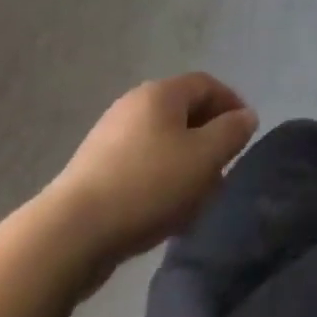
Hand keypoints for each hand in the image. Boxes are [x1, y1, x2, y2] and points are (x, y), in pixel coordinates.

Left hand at [47, 73, 257, 261]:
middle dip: (208, 139)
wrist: (71, 233)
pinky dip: (160, 180)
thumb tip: (245, 117)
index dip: (231, 104)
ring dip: (185, 164)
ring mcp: (110, 136)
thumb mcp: (203, 159)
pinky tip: (165, 214)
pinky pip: (140, 165)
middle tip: (224, 170)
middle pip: (183, 113)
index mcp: (161, 93)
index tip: (246, 134)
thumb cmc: (147, 185)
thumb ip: (231, 133)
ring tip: (197, 200)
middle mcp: (134, 104)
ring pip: (162, 142)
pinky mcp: (94, 170)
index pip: (206, 84)